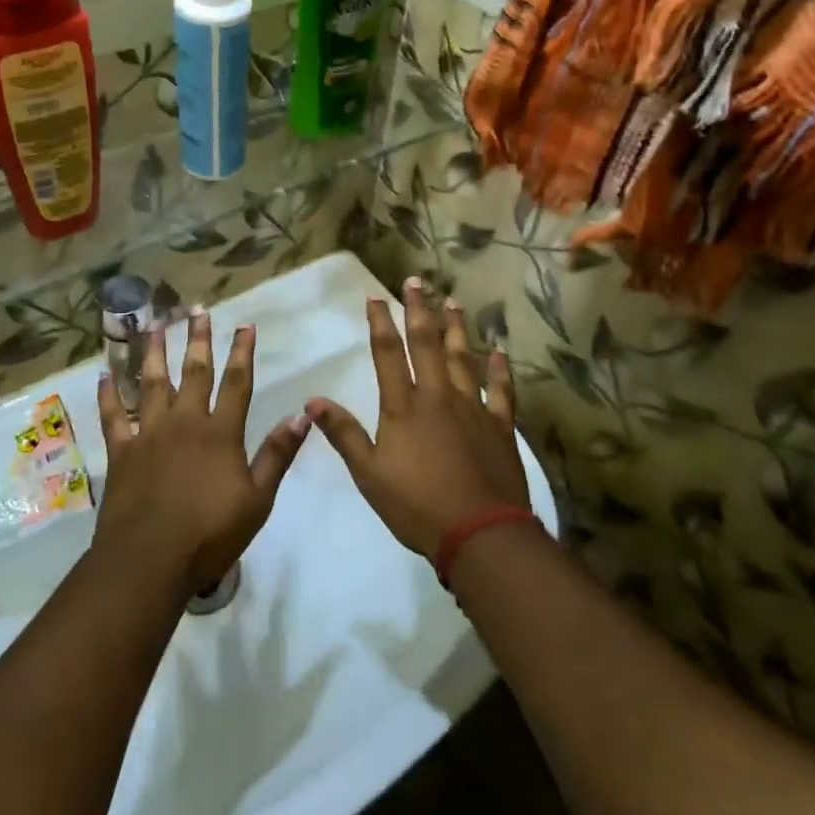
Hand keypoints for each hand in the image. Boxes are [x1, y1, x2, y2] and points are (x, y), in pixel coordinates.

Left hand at [95, 308, 307, 595]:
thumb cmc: (210, 533)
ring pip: (151, 383)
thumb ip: (278, 454)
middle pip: (194, 372)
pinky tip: (104, 375)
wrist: (150, 559)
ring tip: (154, 325)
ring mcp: (149, 433)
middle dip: (198, 340)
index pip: (237, 383)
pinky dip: (108, 395)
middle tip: (196, 310)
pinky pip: (113, 416)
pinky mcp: (121, 451)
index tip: (244, 324)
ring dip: (153, 352)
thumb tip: (302, 415)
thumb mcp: (258, 499)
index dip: (242, 352)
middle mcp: (185, 422)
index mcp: (220, 433)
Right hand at [308, 278, 526, 558]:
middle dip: (419, 310)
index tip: (376, 297)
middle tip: (416, 281)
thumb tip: (313, 400)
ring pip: (463, 358)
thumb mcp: (369, 473)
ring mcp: (473, 408)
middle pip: (427, 344)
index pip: (388, 353)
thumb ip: (344, 433)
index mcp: (404, 406)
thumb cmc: (417, 505)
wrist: (480, 533)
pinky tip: (499, 352)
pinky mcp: (500, 426)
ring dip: (456, 329)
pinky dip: (500, 370)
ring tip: (452, 302)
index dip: (380, 322)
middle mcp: (438, 396)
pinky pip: (501, 391)